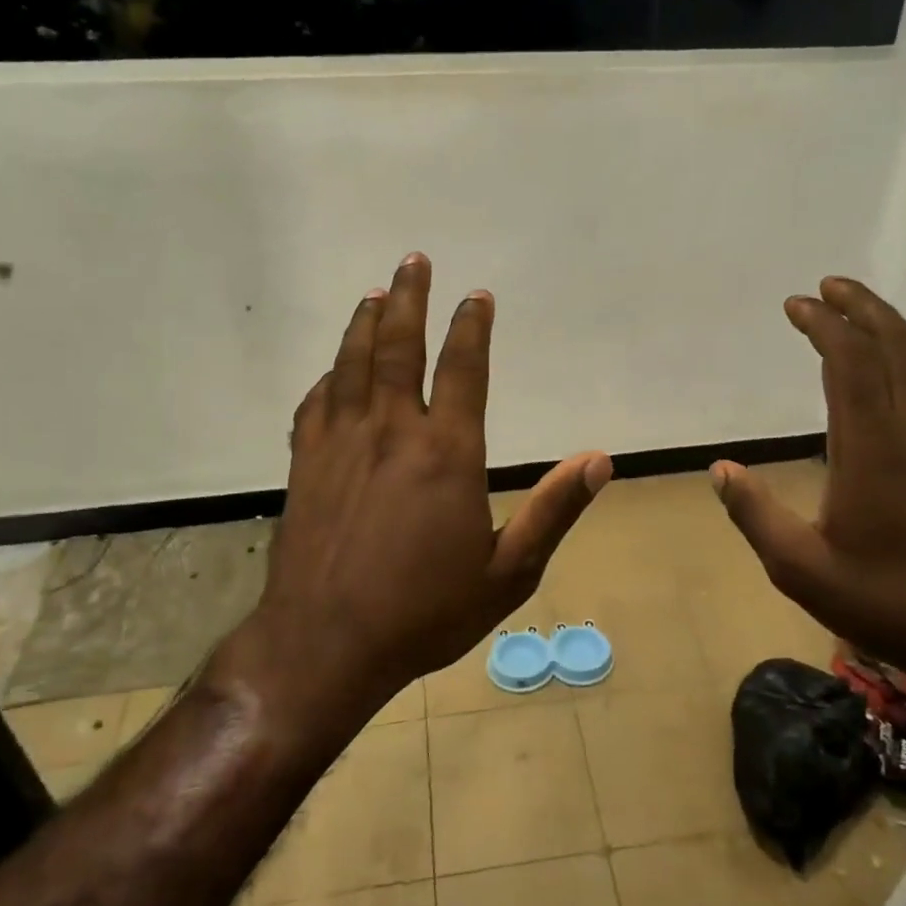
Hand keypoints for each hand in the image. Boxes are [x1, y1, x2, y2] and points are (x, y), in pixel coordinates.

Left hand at [254, 253, 612, 703]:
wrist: (325, 644)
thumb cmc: (424, 612)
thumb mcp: (508, 572)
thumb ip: (553, 510)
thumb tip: (599, 460)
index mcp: (446, 453)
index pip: (463, 369)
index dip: (472, 326)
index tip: (476, 296)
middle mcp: (392, 431)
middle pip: (399, 346)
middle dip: (408, 299)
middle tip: (413, 261)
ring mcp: (341, 443)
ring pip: (352, 364)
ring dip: (365, 323)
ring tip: (374, 294)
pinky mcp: (306, 464)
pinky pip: (316, 403)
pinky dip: (329, 377)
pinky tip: (334, 370)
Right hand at [709, 277, 905, 733]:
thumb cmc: (889, 606)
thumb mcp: (801, 570)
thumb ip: (756, 515)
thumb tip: (720, 469)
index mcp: (874, 449)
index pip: (851, 362)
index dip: (824, 325)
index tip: (797, 304)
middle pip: (897, 347)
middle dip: (862, 308)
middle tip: (831, 286)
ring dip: (899, 330)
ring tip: (869, 316)